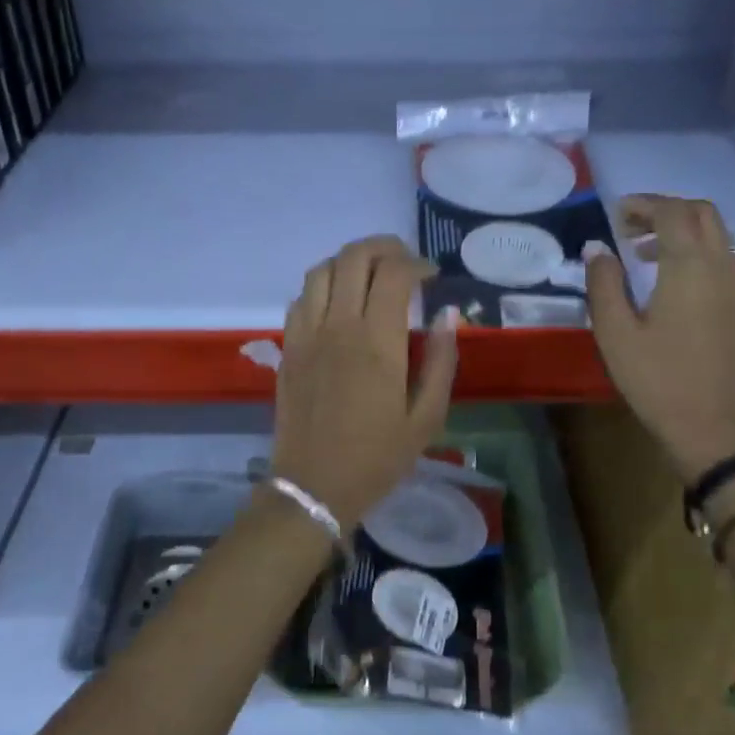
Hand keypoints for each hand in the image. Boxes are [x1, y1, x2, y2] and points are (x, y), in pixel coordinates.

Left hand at [271, 236, 460, 529]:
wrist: (314, 487)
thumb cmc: (377, 458)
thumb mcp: (426, 418)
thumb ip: (441, 361)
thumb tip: (447, 316)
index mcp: (377, 342)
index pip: (394, 273)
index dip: (416, 263)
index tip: (431, 275)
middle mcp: (338, 326)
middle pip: (353, 257)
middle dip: (383, 247)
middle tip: (404, 261)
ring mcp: (306, 334)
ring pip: (321, 269)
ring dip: (349, 261)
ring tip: (370, 274)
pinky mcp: (287, 347)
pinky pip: (301, 297)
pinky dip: (323, 285)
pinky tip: (339, 303)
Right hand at [584, 195, 734, 479]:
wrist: (711, 425)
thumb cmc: (656, 379)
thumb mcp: (615, 333)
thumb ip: (603, 283)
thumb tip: (596, 248)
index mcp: (690, 267)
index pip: (672, 213)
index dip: (643, 205)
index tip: (615, 214)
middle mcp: (722, 266)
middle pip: (702, 212)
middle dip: (666, 209)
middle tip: (629, 227)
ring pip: (719, 233)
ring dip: (684, 228)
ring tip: (645, 253)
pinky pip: (727, 256)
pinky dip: (700, 249)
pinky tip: (674, 278)